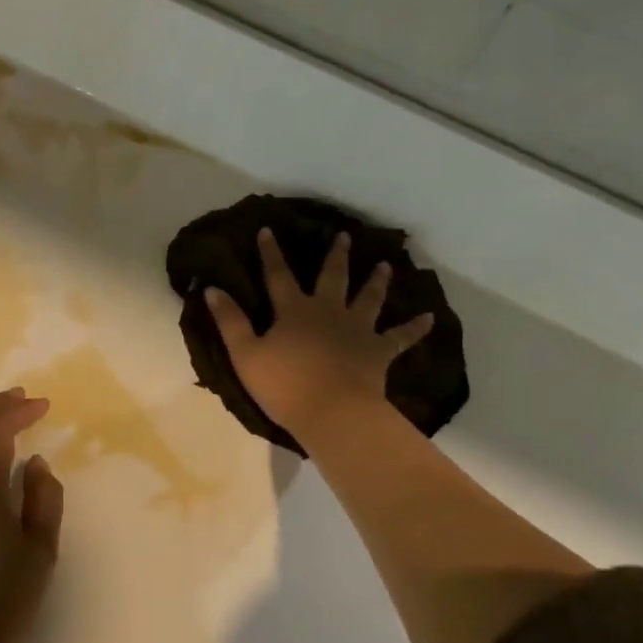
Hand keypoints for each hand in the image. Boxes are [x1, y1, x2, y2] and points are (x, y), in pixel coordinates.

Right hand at [205, 229, 433, 447]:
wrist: (332, 412)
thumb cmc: (284, 385)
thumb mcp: (245, 354)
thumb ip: (230, 321)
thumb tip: (212, 289)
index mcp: (294, 311)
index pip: (278, 276)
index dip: (271, 253)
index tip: (269, 230)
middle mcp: (328, 312)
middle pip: (332, 278)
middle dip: (335, 256)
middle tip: (344, 235)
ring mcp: (357, 330)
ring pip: (368, 299)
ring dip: (377, 281)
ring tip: (385, 265)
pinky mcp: (378, 352)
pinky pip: (400, 338)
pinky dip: (415, 328)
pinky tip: (430, 319)